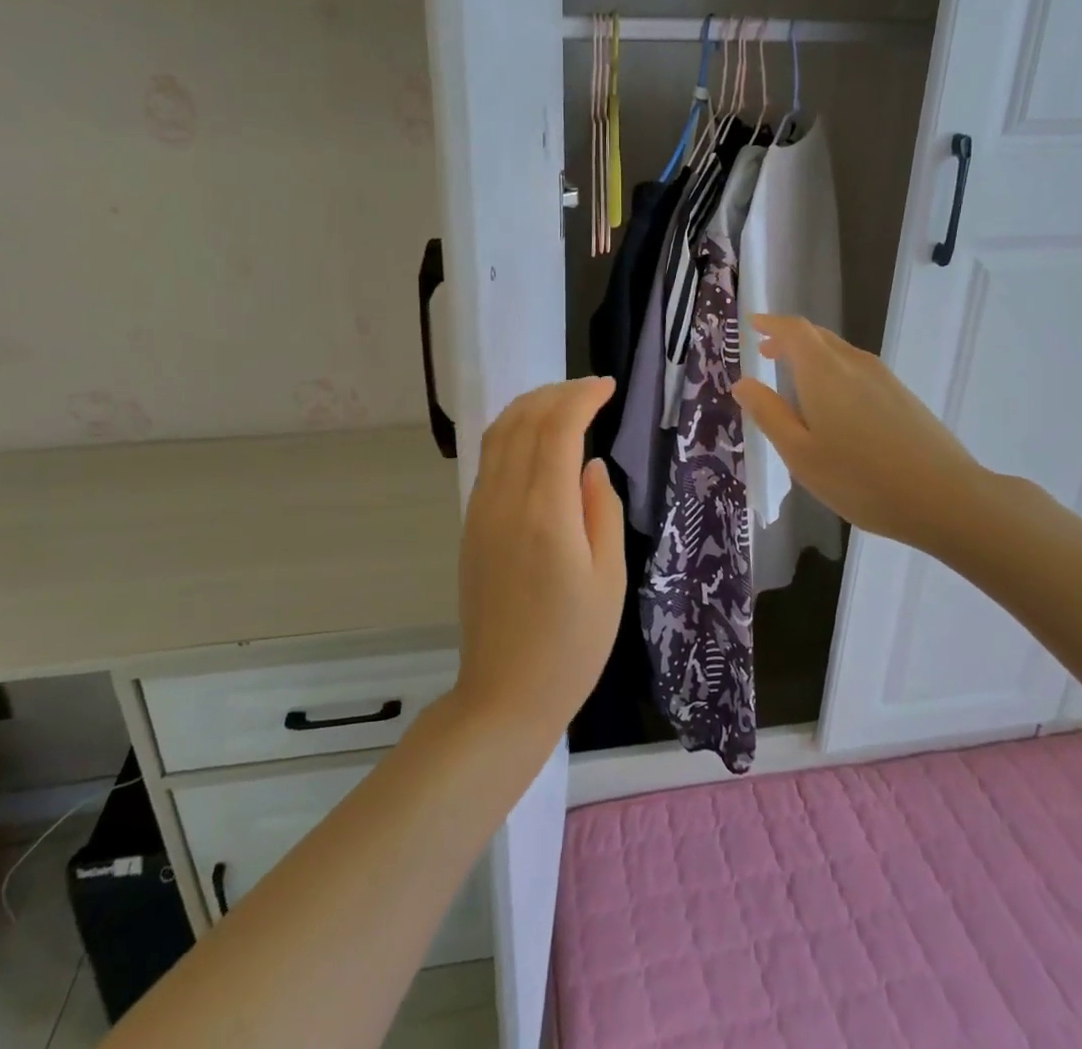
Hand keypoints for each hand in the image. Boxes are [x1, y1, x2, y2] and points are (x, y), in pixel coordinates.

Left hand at [450, 378, 625, 750]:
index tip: (608, 386)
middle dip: (557, 392)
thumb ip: (602, 511)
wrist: (505, 694)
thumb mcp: (609, 580)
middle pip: (523, 420)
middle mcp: (505, 501)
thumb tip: (590, 466)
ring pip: (498, 434)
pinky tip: (534, 438)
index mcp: (546, 514)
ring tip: (564, 402)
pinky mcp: (471, 525)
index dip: (582, 397)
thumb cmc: (572, 645)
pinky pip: (489, 459)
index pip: (558, 429)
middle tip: (591, 389)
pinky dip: (512, 431)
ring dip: (530, 406)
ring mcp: (481, 511)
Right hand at [732, 315, 986, 553]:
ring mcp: (883, 378)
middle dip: (788, 340)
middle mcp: (854, 363)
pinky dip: (833, 372)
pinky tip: (833, 405)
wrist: (945, 497)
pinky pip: (857, 369)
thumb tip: (743, 382)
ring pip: (839, 353)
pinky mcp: (902, 395)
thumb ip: (769, 413)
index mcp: (823, 371)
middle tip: (766, 353)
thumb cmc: (860, 479)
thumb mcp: (800, 453)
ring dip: (811, 357)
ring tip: (793, 379)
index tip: (753, 326)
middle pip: (817, 336)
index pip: (794, 330)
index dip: (771, 324)